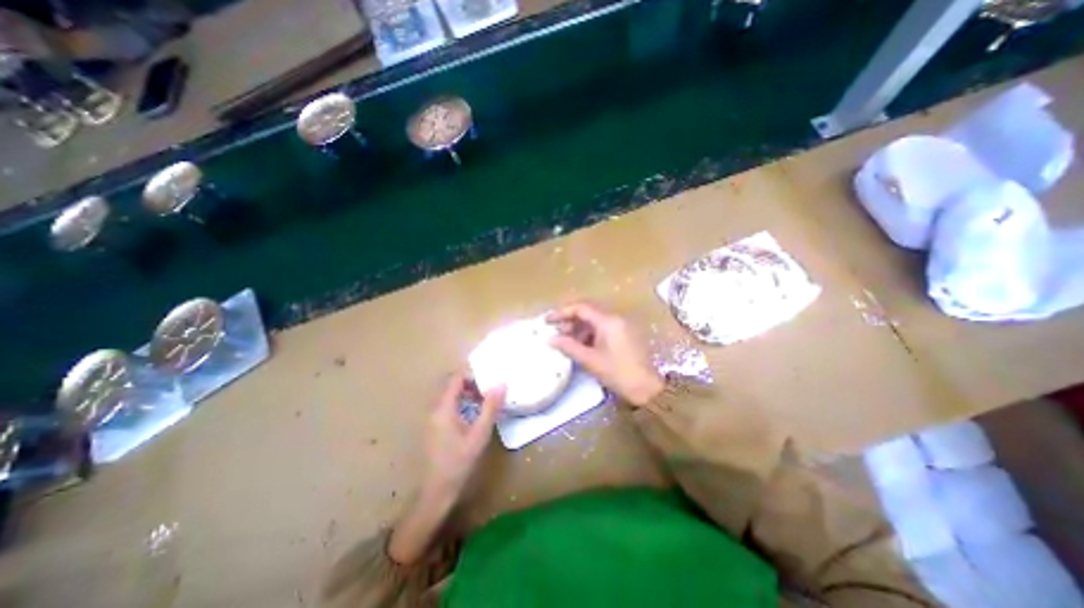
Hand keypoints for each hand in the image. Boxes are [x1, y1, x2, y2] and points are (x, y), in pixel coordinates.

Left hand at [423, 376, 508, 497]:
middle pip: (452, 386)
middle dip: (471, 383)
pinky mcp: (435, 428)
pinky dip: (462, 404)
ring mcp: (433, 419)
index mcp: (444, 408)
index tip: (489, 375)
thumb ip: (490, 408)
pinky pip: (448, 407)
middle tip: (489, 388)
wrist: (436, 493)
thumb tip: (501, 383)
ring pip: (450, 397)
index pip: (455, 379)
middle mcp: (435, 410)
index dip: (471, 373)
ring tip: (485, 401)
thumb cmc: (459, 462)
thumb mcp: (479, 434)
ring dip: (467, 394)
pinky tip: (474, 416)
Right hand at [546, 301, 664, 406]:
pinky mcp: (624, 335)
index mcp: (608, 321)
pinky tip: (581, 345)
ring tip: (566, 341)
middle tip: (555, 331)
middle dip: (570, 320)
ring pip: (595, 320)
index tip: (548, 321)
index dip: (562, 312)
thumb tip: (550, 339)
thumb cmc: (618, 373)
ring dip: (579, 328)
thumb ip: (569, 347)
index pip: (581, 308)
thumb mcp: (590, 360)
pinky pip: (603, 328)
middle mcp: (616, 318)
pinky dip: (589, 334)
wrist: (647, 389)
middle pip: (588, 312)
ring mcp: (621, 326)